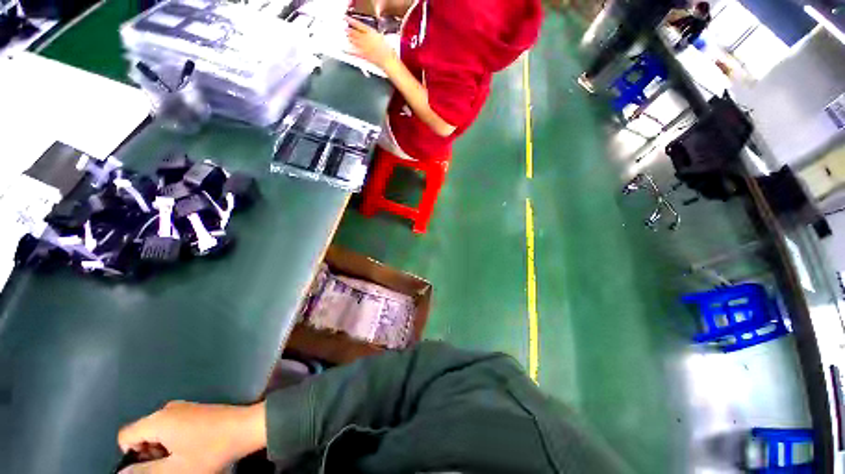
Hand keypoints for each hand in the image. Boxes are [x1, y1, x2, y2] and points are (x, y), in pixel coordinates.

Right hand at [117, 401, 265, 473]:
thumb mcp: (175, 469)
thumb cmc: (210, 450)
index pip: (126, 435)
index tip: (149, 467)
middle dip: (148, 452)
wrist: (246, 428)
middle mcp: (168, 409)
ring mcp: (184, 407)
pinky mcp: (196, 410)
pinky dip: (175, 439)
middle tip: (168, 465)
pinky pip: (173, 425)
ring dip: (163, 448)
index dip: (130, 455)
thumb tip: (122, 472)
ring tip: (182, 458)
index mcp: (159, 420)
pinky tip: (192, 448)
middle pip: (142, 432)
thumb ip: (145, 471)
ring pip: (158, 430)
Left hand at [345, 17, 396, 69]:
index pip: (359, 25)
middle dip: (350, 31)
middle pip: (355, 33)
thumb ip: (374, 34)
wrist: (388, 61)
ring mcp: (364, 48)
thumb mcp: (382, 38)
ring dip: (350, 38)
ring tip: (347, 36)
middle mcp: (366, 39)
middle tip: (346, 29)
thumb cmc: (388, 50)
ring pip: (355, 41)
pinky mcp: (364, 56)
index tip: (347, 18)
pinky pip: (356, 53)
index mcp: (371, 33)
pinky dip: (350, 51)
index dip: (352, 21)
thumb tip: (369, 32)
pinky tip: (347, 50)